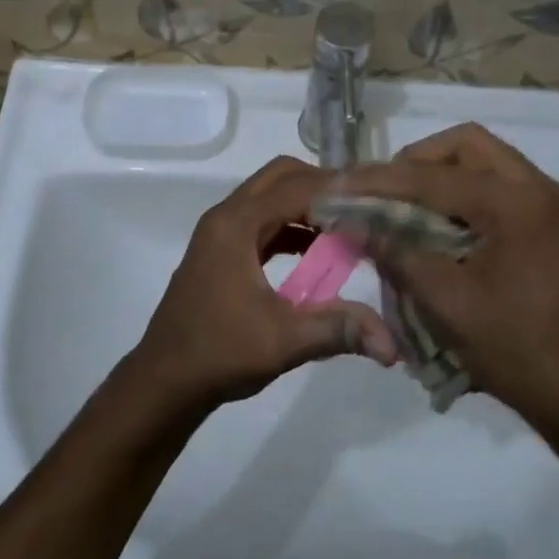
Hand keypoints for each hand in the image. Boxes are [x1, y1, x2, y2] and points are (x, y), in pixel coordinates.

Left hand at [127, 157, 397, 413]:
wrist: (164, 382)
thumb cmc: (219, 353)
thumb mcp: (283, 340)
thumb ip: (339, 329)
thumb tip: (395, 345)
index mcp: (237, 224)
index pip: (297, 188)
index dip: (339, 191)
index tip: (377, 203)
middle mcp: (226, 216)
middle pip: (281, 177)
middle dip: (323, 186)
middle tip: (363, 208)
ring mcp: (220, 232)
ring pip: (270, 196)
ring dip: (307, 205)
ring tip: (349, 227)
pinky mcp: (221, 251)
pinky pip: (263, 221)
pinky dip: (292, 226)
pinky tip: (318, 253)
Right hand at [334, 124, 558, 442]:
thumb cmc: (521, 353)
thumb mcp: (449, 305)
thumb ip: (399, 255)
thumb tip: (357, 225)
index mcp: (519, 204)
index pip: (435, 175)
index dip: (382, 179)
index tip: (342, 184)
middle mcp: (544, 191)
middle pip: (469, 145)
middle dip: (418, 160)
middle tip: (384, 191)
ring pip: (490, 163)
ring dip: (445, 176)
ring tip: (408, 208)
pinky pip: (507, 190)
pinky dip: (471, 197)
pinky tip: (447, 230)